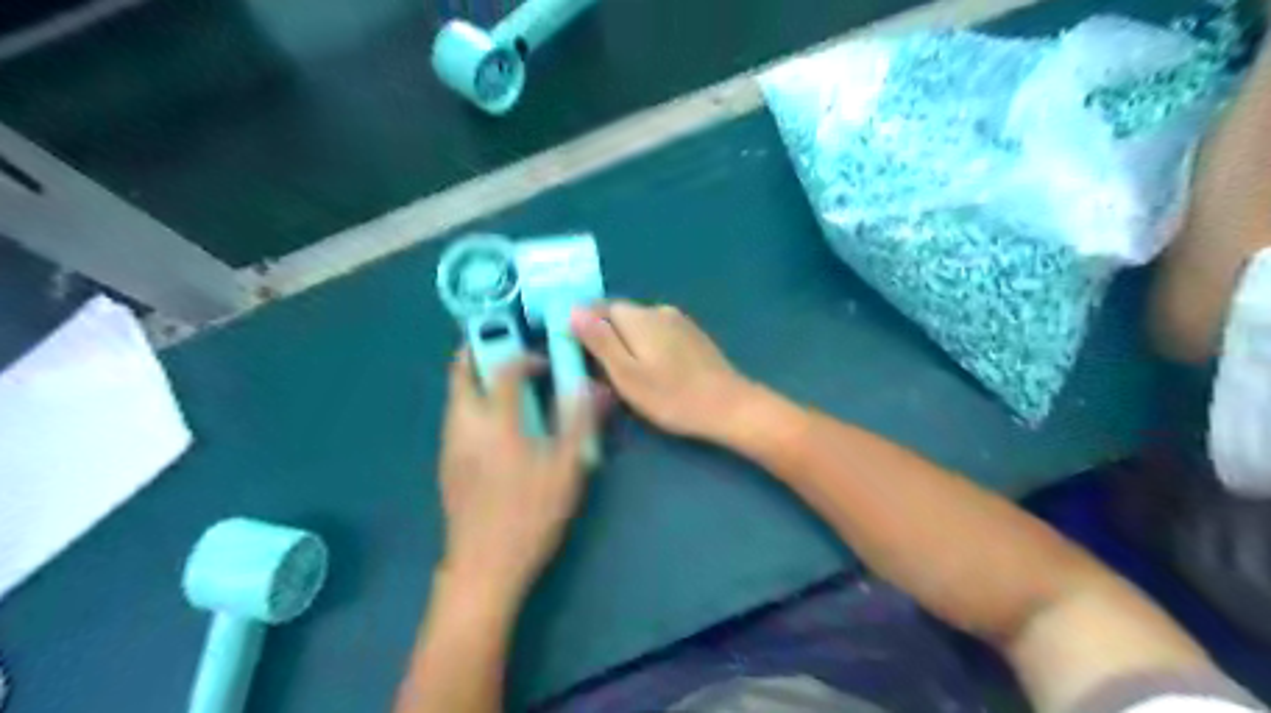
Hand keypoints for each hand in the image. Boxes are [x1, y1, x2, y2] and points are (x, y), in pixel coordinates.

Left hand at [438, 351, 596, 605]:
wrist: (484, 565)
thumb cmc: (530, 514)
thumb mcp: (567, 469)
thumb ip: (580, 422)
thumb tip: (595, 387)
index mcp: (497, 422)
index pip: (503, 369)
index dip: (523, 355)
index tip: (544, 362)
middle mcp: (465, 424)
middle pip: (460, 371)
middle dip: (480, 349)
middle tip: (507, 347)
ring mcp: (450, 444)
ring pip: (455, 394)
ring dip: (476, 376)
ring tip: (506, 382)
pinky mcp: (446, 462)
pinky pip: (455, 415)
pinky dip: (472, 401)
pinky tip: (496, 423)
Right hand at [573, 297, 751, 439]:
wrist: (728, 406)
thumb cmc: (671, 396)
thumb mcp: (626, 374)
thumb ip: (599, 341)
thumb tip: (573, 310)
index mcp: (639, 317)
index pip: (599, 307)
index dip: (584, 326)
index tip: (577, 352)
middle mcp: (658, 310)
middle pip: (620, 316)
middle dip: (606, 336)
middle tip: (600, 371)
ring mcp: (679, 322)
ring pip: (640, 326)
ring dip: (627, 343)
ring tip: (626, 375)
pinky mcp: (693, 336)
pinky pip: (659, 334)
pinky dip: (647, 347)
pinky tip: (653, 372)